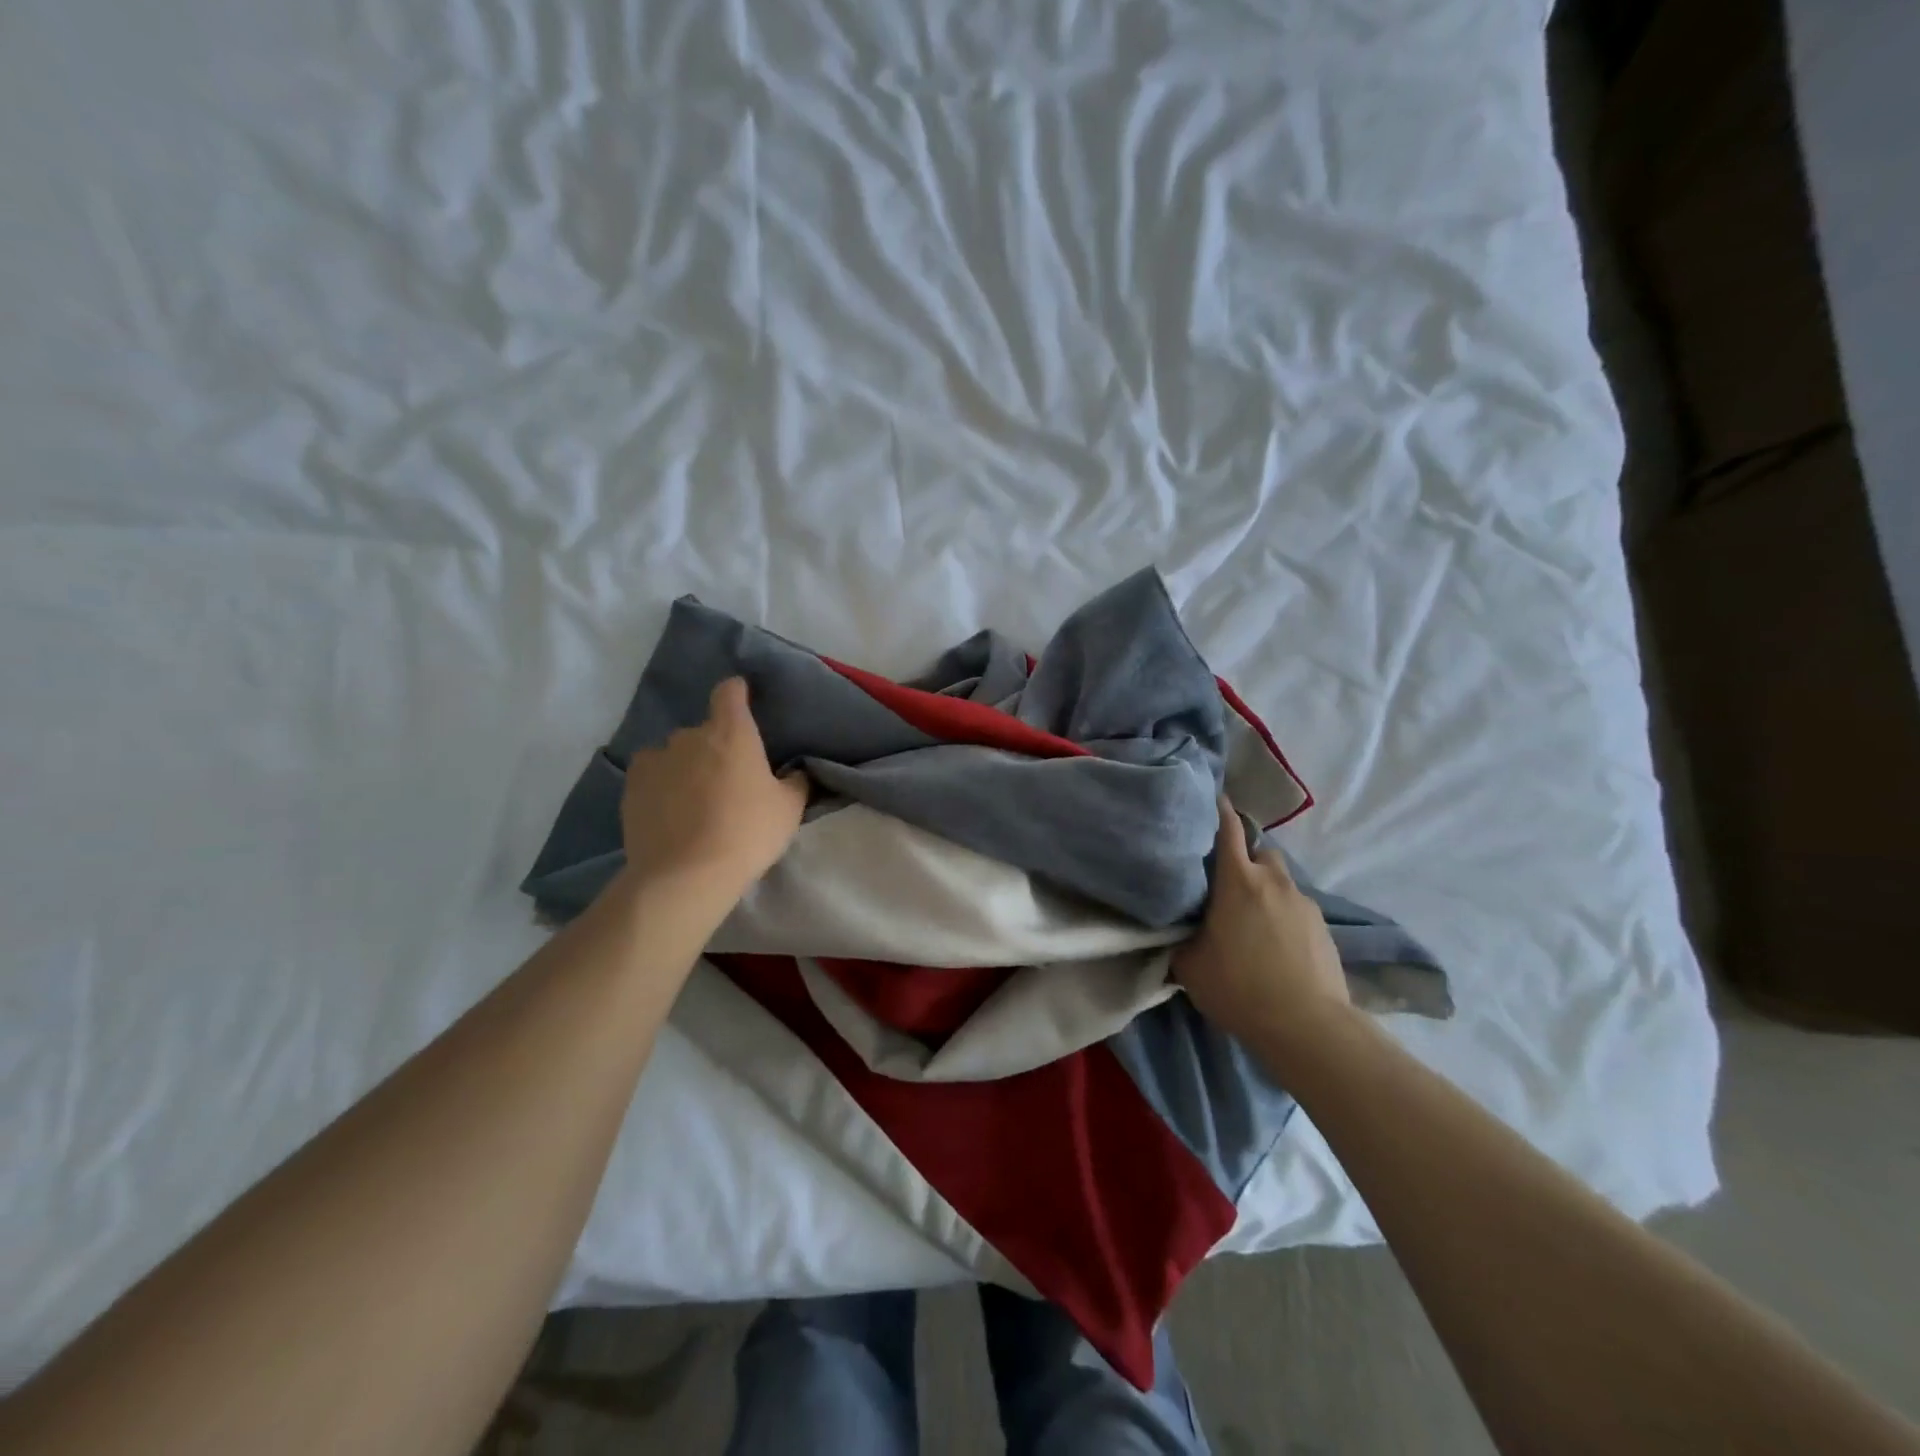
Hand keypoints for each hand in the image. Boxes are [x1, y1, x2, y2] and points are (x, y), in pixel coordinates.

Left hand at [619, 677, 808, 896]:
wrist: (686, 875)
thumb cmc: (747, 833)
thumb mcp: (789, 809)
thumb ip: (796, 782)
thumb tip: (796, 771)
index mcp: (732, 732)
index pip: (730, 692)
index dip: (737, 693)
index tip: (743, 701)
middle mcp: (690, 736)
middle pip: (704, 730)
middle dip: (715, 746)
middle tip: (728, 780)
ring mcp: (656, 759)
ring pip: (675, 754)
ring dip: (686, 767)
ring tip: (694, 801)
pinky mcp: (631, 787)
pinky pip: (651, 776)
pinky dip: (661, 786)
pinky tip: (670, 813)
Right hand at [1174, 798, 1352, 1058]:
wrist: (1308, 1026)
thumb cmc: (1240, 987)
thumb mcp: (1190, 965)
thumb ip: (1180, 937)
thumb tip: (1174, 929)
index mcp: (1238, 880)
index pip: (1228, 828)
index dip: (1218, 809)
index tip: (1210, 798)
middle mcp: (1273, 881)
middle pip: (1260, 851)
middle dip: (1244, 858)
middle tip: (1224, 881)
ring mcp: (1304, 903)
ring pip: (1280, 880)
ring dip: (1265, 888)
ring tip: (1251, 917)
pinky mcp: (1324, 927)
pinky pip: (1296, 907)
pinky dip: (1283, 913)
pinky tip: (1274, 943)